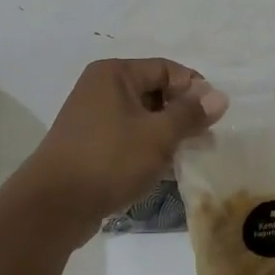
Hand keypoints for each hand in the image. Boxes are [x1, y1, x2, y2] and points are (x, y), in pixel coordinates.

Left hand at [16, 58, 226, 239]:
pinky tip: (166, 170)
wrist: (54, 205)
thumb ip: (190, 114)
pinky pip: (128, 137)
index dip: (194, 88)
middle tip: (206, 137)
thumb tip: (219, 96)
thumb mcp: (157, 135)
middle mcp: (101, 88)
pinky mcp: (90, 145)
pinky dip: (148, 148)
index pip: (166, 69)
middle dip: (182, 113)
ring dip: (167, 133)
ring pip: (141, 117)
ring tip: (189, 155)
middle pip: (153, 91)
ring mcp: (92, 118)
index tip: (216, 115)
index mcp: (114, 73)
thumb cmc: (109, 159)